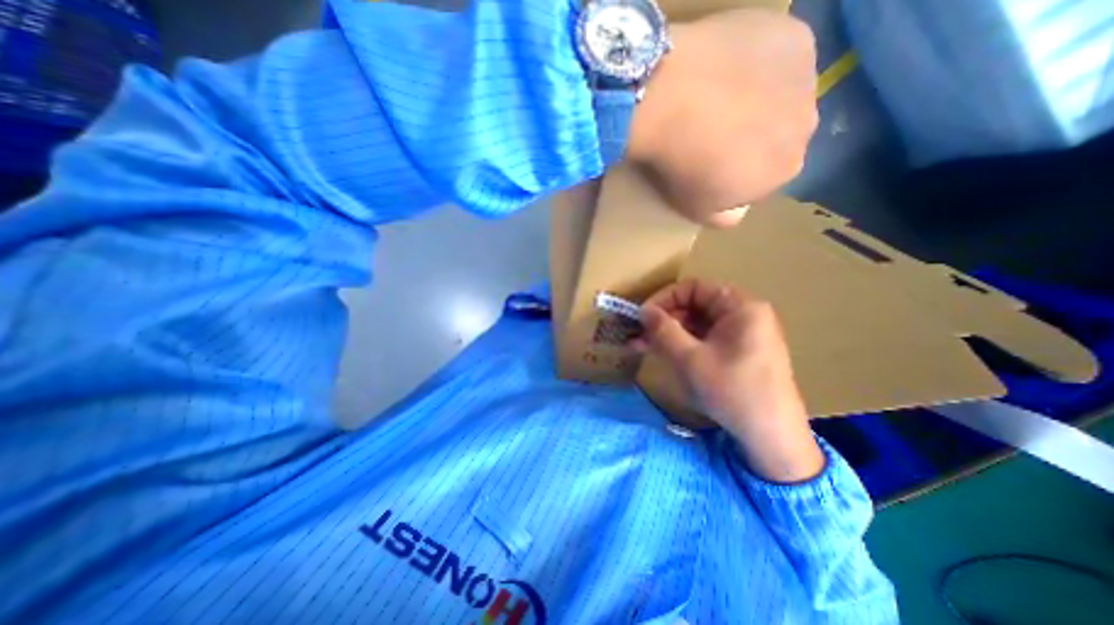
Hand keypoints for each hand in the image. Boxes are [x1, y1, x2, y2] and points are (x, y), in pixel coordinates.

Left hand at [625, 7, 814, 227]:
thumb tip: (736, 214)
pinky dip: (757, 63)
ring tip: (716, 98)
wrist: (670, 102)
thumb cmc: (681, 166)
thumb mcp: (697, 208)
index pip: (767, 175)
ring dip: (757, 99)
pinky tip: (727, 67)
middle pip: (779, 134)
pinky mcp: (793, 36)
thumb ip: (724, 217)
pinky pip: (778, 55)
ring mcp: (806, 77)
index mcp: (785, 171)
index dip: (739, 171)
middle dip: (752, 136)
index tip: (711, 165)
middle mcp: (807, 126)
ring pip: (782, 95)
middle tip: (712, 131)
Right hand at [630, 278, 820, 482]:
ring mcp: (743, 335)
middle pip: (696, 305)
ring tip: (642, 346)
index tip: (643, 316)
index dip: (664, 298)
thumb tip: (644, 310)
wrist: (772, 438)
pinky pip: (706, 339)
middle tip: (639, 335)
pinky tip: (664, 355)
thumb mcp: (690, 359)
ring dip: (670, 333)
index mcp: (740, 307)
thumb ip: (663, 330)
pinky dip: (683, 345)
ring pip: (698, 324)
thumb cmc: (732, 391)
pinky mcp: (739, 353)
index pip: (694, 288)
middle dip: (664, 319)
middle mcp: (744, 315)